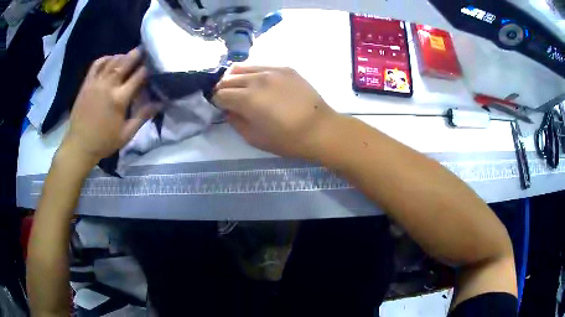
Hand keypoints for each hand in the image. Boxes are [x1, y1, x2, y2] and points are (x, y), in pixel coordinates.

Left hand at [61, 48, 154, 166]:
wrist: (79, 146)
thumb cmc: (104, 142)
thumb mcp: (126, 134)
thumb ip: (142, 116)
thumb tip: (160, 103)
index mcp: (119, 99)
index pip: (138, 77)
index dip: (148, 68)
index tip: (154, 64)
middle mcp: (108, 86)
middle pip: (125, 63)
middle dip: (137, 54)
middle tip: (144, 49)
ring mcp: (95, 83)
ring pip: (111, 61)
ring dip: (122, 56)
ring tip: (129, 55)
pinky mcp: (86, 84)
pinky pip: (96, 65)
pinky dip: (105, 58)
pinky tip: (111, 59)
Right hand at [213, 66, 338, 158]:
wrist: (321, 129)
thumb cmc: (288, 139)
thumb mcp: (255, 138)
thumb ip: (235, 122)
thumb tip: (228, 110)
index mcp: (247, 99)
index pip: (220, 94)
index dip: (216, 102)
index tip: (220, 108)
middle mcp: (257, 79)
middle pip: (228, 78)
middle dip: (222, 88)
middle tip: (227, 98)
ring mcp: (272, 70)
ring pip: (242, 67)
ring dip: (235, 77)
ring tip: (239, 87)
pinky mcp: (284, 68)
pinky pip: (260, 65)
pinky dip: (252, 72)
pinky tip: (257, 82)